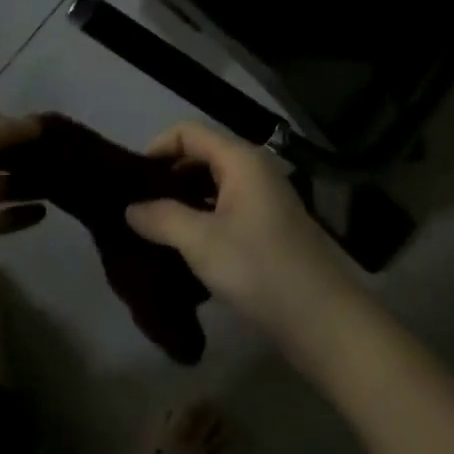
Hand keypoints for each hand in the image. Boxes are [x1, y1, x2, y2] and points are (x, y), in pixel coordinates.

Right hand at [126, 122, 365, 362]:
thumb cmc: (259, 268)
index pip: (188, 132)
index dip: (157, 148)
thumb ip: (161, 218)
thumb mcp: (201, 241)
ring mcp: (266, 200)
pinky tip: (185, 247)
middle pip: (202, 156)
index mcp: (241, 160)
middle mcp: (255, 170)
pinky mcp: (270, 228)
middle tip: (139, 206)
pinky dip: (203, 218)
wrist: (323, 321)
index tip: (132, 180)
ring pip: (214, 185)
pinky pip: (227, 209)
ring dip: (184, 201)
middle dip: (168, 176)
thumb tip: (131, 208)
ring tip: (155, 228)